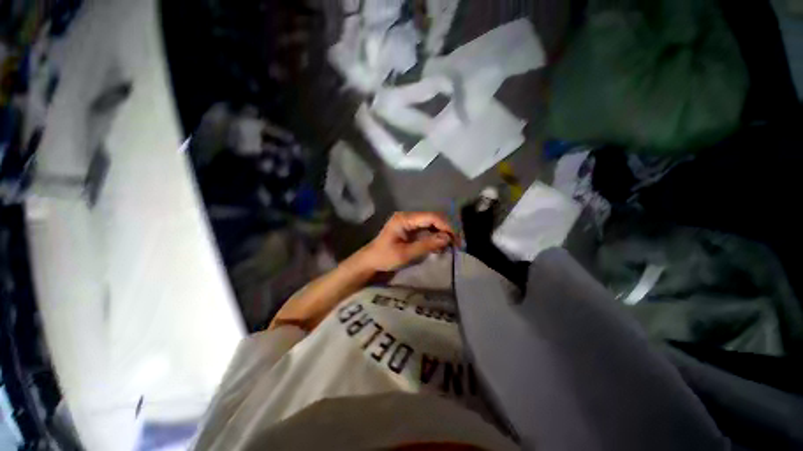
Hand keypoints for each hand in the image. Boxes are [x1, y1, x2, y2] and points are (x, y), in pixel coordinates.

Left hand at [357, 212, 455, 271]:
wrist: (370, 261)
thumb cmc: (384, 257)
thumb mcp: (405, 253)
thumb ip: (426, 245)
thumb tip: (447, 238)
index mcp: (405, 219)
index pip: (431, 217)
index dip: (446, 226)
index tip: (456, 239)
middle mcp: (408, 216)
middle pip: (433, 218)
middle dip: (447, 229)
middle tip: (457, 243)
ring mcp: (409, 222)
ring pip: (432, 223)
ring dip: (443, 233)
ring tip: (452, 245)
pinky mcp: (411, 229)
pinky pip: (427, 229)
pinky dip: (436, 236)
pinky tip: (442, 245)